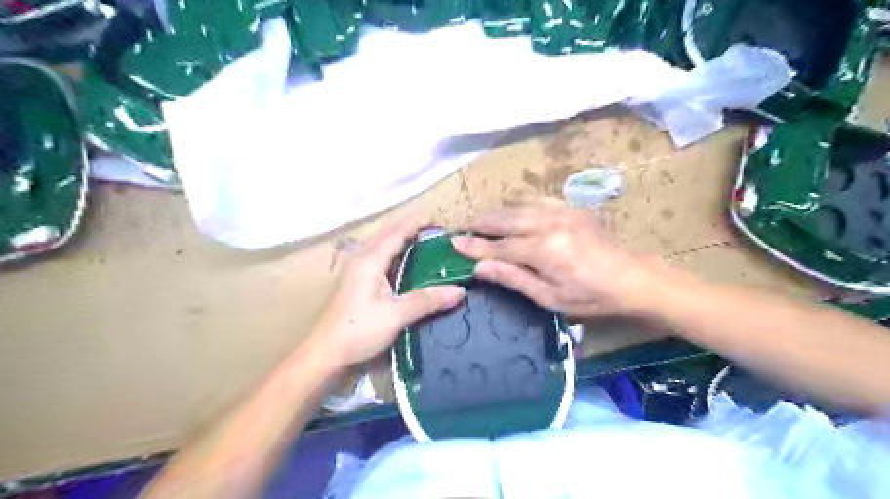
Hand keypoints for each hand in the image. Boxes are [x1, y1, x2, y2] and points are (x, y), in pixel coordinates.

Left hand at [310, 217, 466, 368]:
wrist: (325, 352)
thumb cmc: (358, 330)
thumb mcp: (396, 316)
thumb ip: (426, 300)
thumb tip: (459, 290)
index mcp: (370, 261)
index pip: (396, 233)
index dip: (415, 224)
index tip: (436, 219)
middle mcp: (360, 259)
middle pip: (386, 233)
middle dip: (407, 226)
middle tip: (432, 228)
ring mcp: (355, 269)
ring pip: (379, 244)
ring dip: (398, 237)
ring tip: (420, 238)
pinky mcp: (354, 281)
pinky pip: (376, 255)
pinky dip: (392, 250)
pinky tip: (401, 260)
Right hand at [454, 199, 654, 314]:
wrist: (633, 278)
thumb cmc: (591, 296)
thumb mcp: (550, 297)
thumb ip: (514, 278)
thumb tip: (480, 268)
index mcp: (544, 250)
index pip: (499, 247)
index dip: (475, 246)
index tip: (453, 243)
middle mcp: (550, 224)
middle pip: (505, 219)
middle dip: (479, 222)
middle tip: (460, 225)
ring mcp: (562, 211)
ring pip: (518, 205)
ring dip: (496, 211)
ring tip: (478, 217)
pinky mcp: (571, 207)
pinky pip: (537, 200)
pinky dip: (518, 204)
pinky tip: (510, 208)